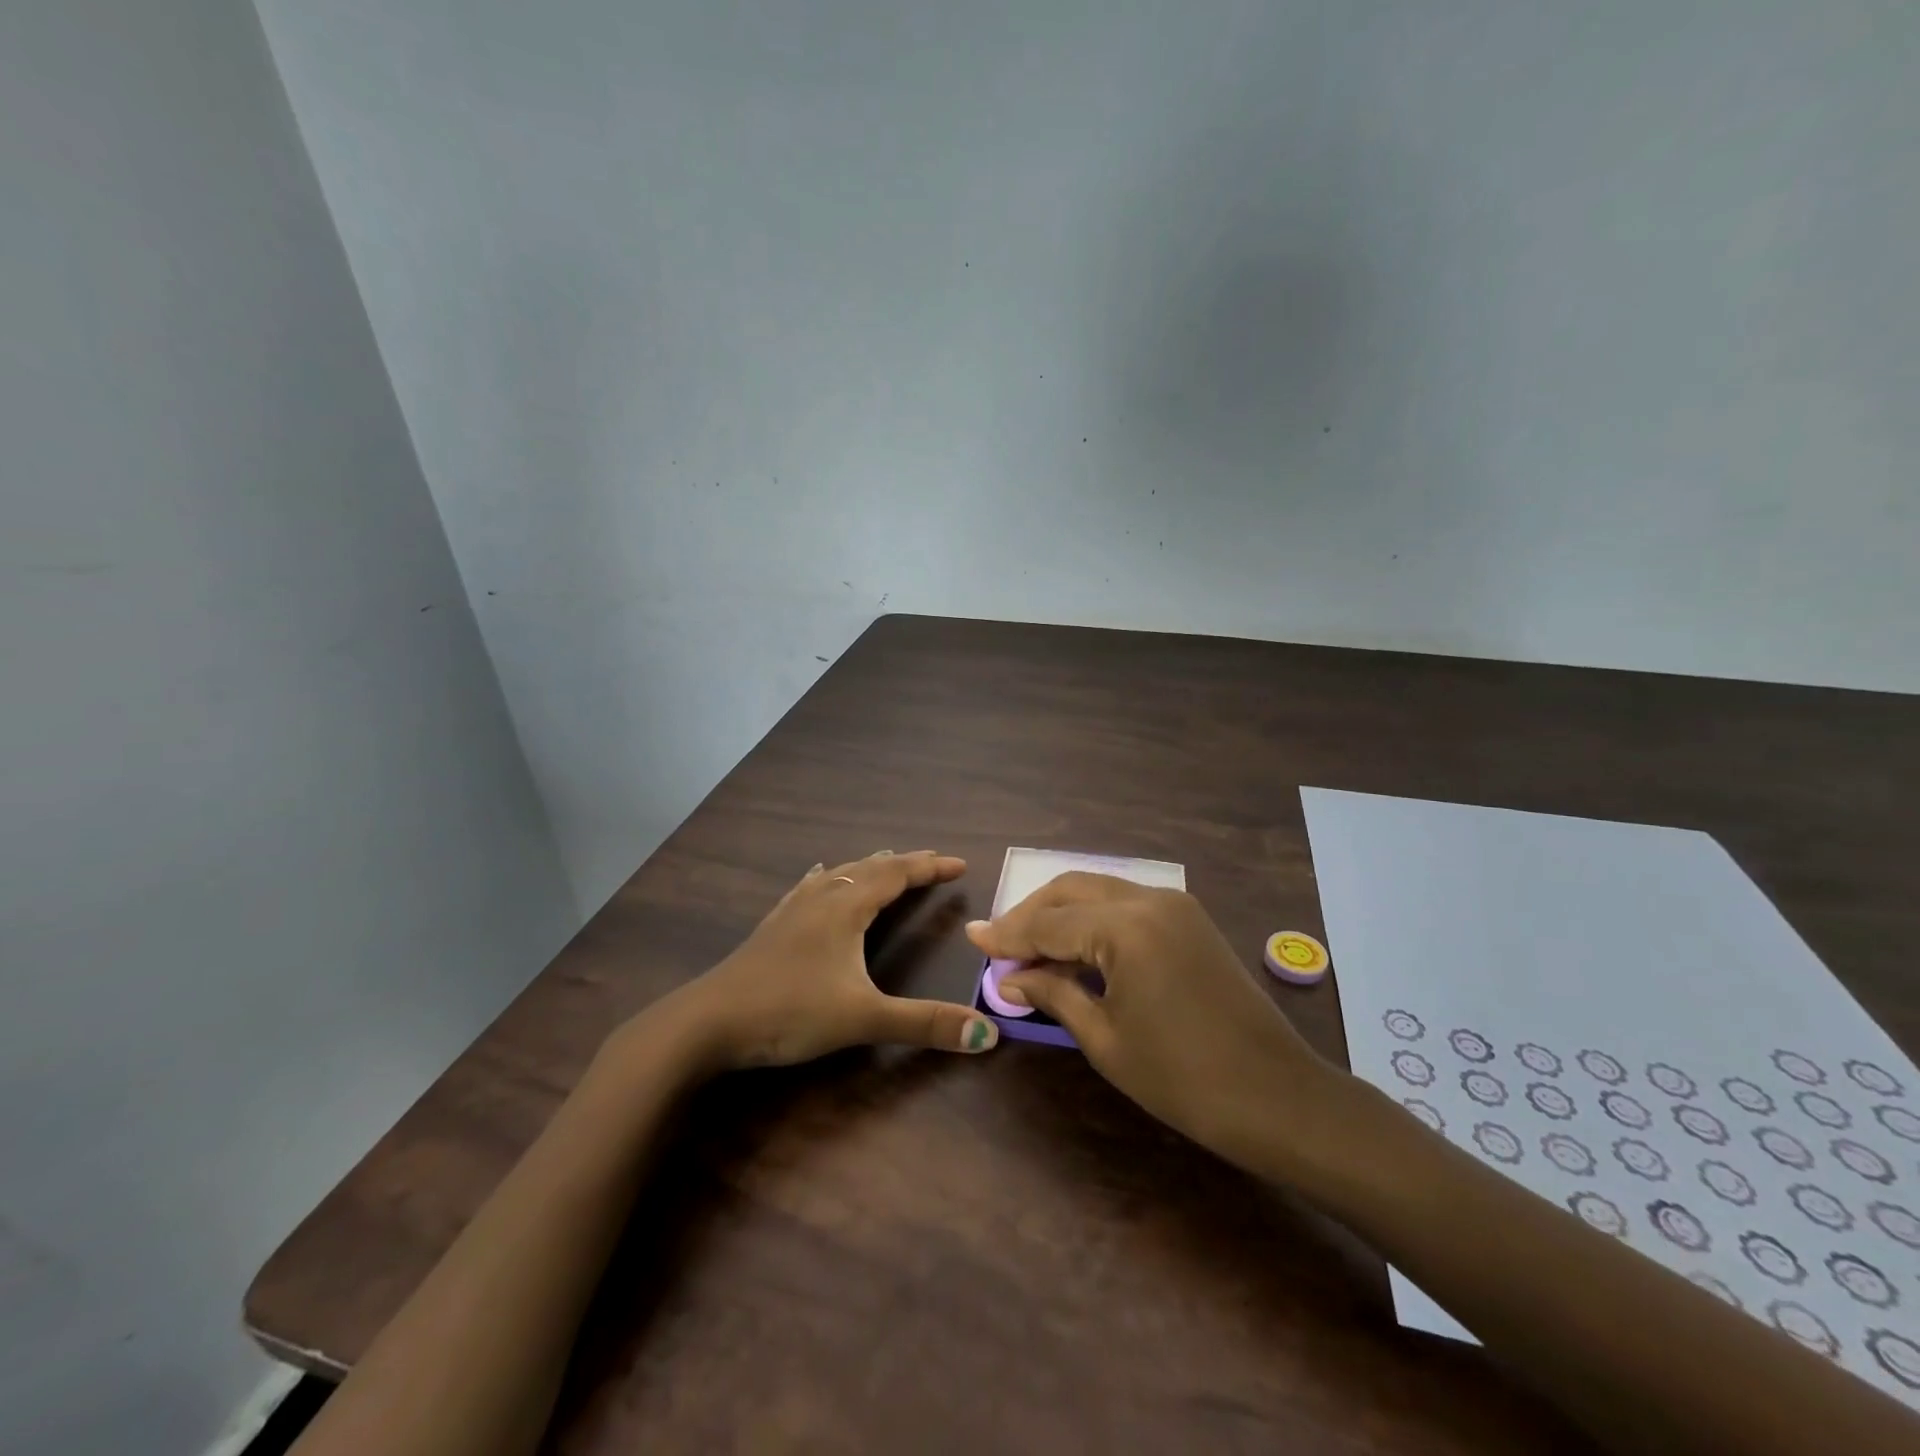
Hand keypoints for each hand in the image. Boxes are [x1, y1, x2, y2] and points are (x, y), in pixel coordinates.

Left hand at [656, 850, 999, 1071]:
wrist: (708, 1022)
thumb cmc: (789, 1012)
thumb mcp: (863, 1019)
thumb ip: (925, 1024)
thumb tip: (987, 1035)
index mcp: (846, 909)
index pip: (897, 875)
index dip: (930, 868)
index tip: (959, 864)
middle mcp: (821, 898)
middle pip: (870, 869)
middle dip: (904, 863)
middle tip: (931, 862)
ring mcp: (792, 910)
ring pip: (838, 874)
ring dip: (868, 867)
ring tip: (885, 861)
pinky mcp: (772, 927)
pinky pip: (807, 887)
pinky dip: (827, 876)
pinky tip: (818, 874)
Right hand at [966, 874, 1348, 1164]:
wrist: (1277, 1096)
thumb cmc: (1183, 1078)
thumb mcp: (1106, 1039)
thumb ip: (1054, 994)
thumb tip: (1010, 978)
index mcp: (1126, 927)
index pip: (1049, 922)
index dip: (1007, 934)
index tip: (972, 939)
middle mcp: (1149, 899)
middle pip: (1072, 889)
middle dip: (1031, 914)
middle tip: (1000, 945)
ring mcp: (1174, 904)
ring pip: (1099, 890)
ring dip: (1062, 912)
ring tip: (1031, 948)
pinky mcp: (1189, 918)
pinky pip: (1126, 903)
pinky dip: (1093, 918)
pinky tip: (1076, 948)